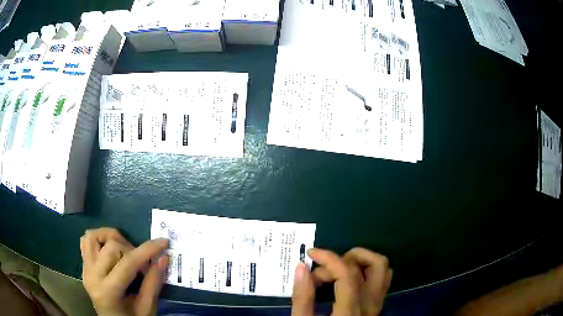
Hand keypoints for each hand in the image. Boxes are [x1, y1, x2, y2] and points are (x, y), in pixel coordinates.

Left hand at [80, 228, 168, 315]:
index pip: (127, 263)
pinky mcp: (83, 266)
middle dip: (131, 250)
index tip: (164, 242)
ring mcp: (85, 269)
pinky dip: (98, 240)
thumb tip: (164, 258)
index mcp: (108, 291)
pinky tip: (110, 250)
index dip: (147, 250)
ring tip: (124, 250)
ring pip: (93, 236)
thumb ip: (153, 283)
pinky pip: (86, 242)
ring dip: (111, 238)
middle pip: (111, 246)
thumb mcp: (147, 308)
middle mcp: (92, 276)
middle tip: (143, 264)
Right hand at [292, 248, 392, 315]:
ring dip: (361, 262)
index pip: (348, 274)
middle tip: (324, 270)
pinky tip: (346, 281)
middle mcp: (371, 305)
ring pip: (382, 270)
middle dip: (348, 258)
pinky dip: (366, 271)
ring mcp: (378, 305)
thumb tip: (302, 267)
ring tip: (337, 271)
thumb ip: (303, 297)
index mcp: (350, 311)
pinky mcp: (377, 306)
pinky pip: (381, 280)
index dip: (329, 258)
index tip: (310, 254)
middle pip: (376, 265)